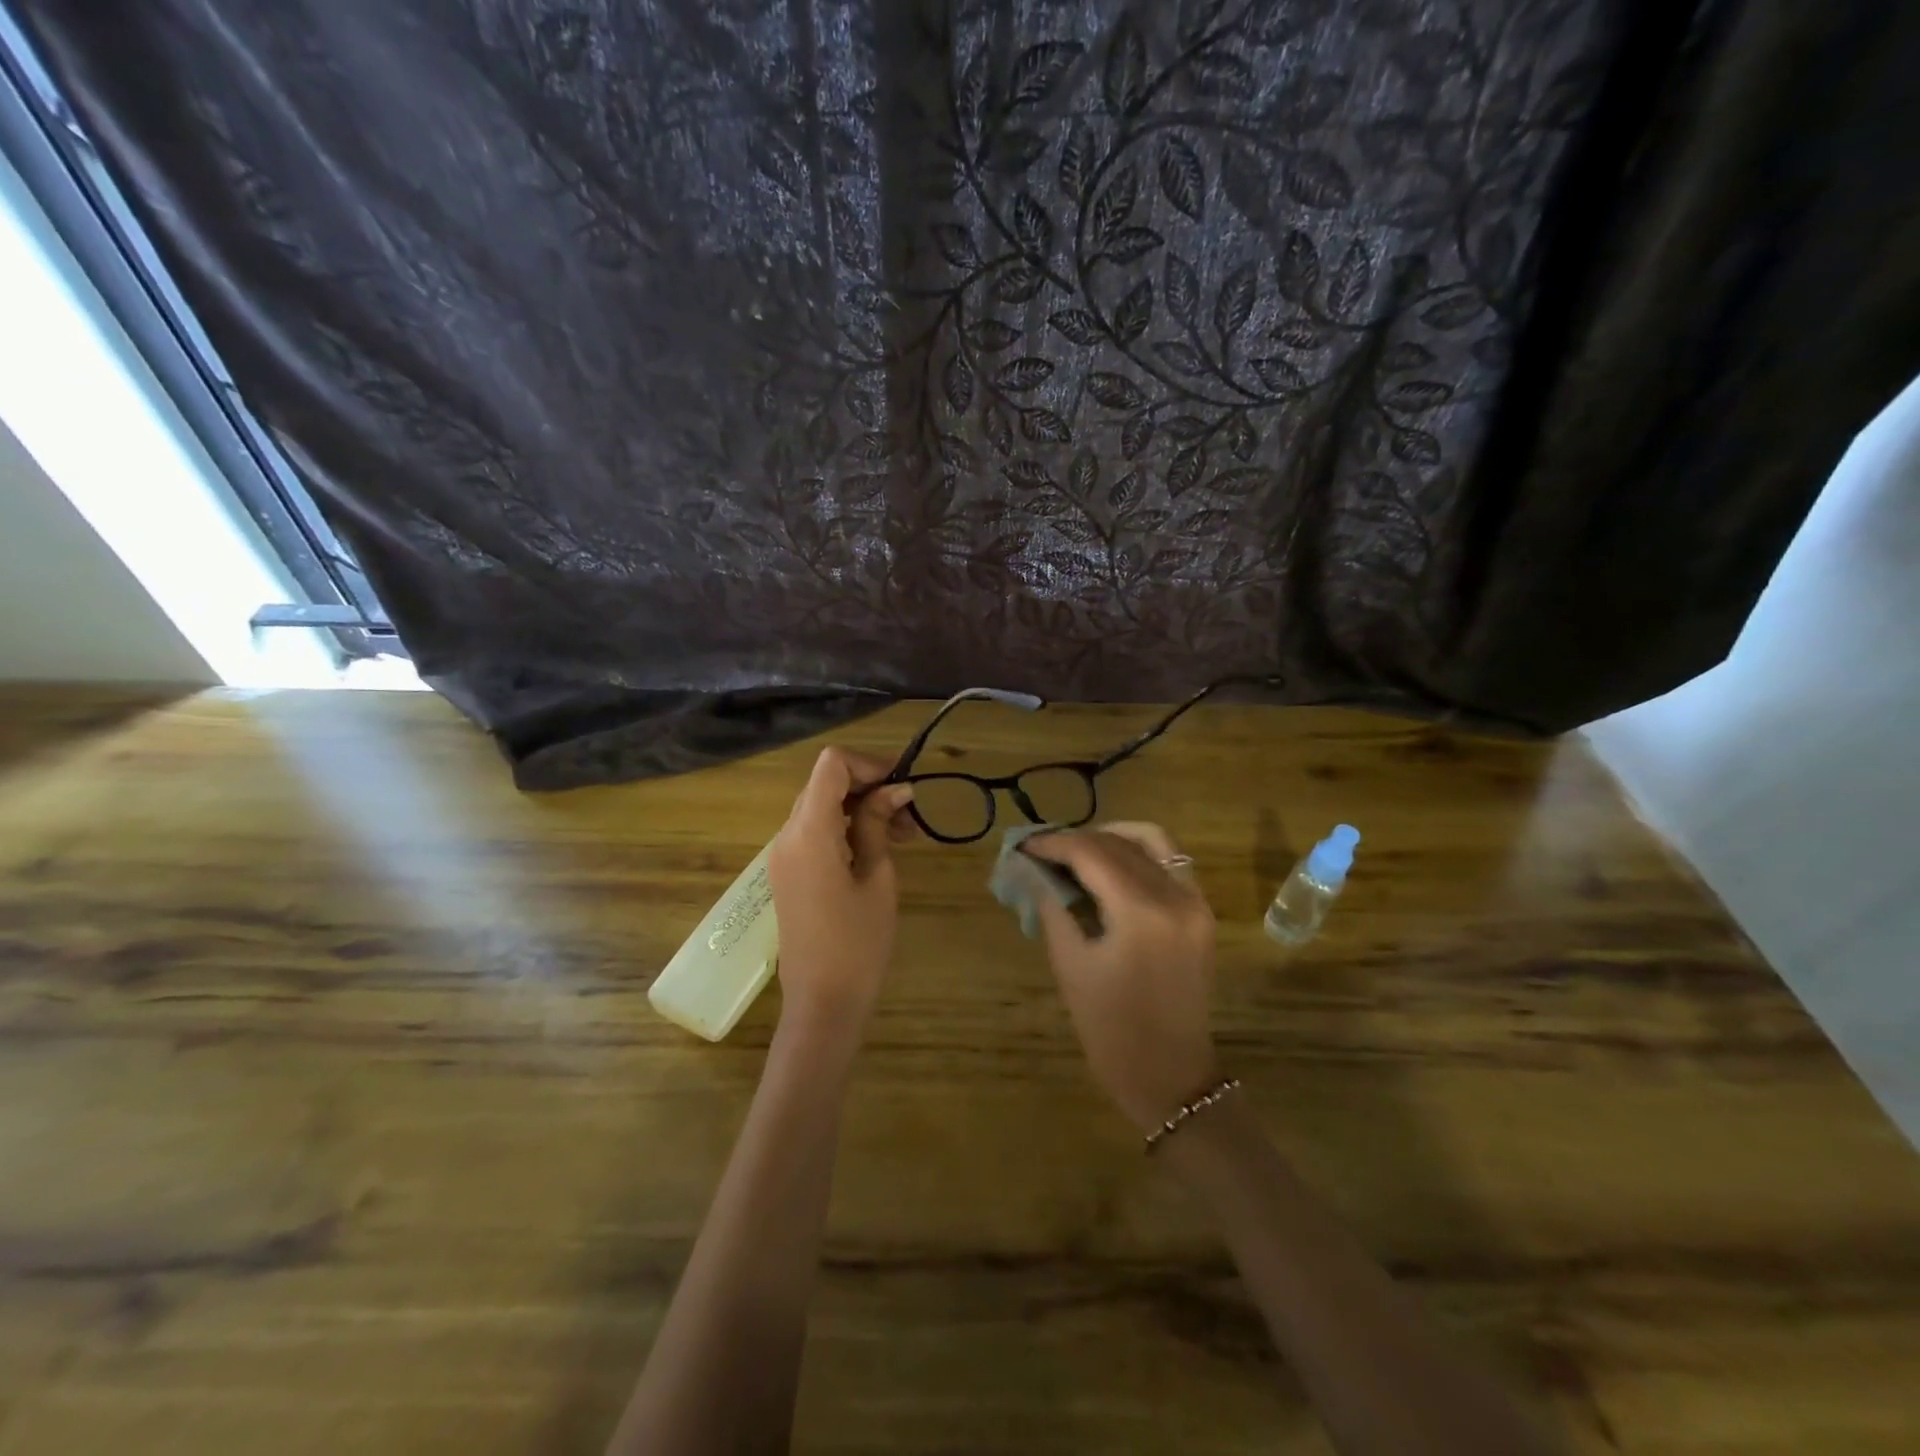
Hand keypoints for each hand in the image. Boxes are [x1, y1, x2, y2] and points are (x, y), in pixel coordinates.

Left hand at [766, 747, 915, 1035]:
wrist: (823, 1003)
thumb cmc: (858, 943)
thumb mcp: (876, 877)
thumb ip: (879, 825)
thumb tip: (895, 789)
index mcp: (808, 832)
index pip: (831, 764)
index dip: (869, 765)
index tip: (902, 787)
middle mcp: (787, 835)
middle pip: (826, 783)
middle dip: (870, 787)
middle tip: (911, 815)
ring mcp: (783, 854)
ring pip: (822, 807)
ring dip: (861, 809)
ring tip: (904, 835)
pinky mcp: (788, 872)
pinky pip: (815, 832)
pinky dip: (846, 828)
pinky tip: (878, 849)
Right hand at [1025, 823, 1218, 1132]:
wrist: (1169, 1075)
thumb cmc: (1110, 1028)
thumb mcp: (1070, 964)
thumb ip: (1051, 905)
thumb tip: (1030, 868)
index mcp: (1141, 913)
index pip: (1092, 854)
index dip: (1054, 844)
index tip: (1024, 846)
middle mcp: (1175, 896)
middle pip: (1119, 844)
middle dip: (1076, 840)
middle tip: (1042, 850)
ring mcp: (1195, 902)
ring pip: (1151, 842)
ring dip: (1110, 838)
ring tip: (1076, 851)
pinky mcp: (1201, 912)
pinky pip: (1171, 861)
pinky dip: (1139, 851)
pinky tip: (1110, 863)